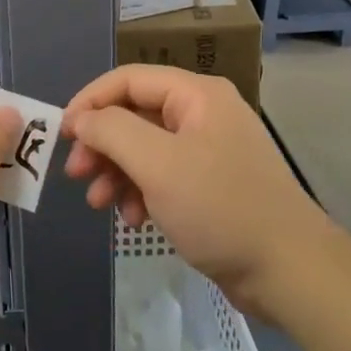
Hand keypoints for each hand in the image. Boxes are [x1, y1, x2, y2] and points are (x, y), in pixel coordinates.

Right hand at [62, 67, 326, 314]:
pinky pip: (162, 175)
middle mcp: (202, 114)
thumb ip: (112, 131)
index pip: (128, 79)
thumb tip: (82, 118)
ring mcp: (208, 151)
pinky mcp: (210, 185)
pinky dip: (140, 192)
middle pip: (134, 114)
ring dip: (116, 172)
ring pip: (144, 148)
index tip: (61, 134)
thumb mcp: (158, 164)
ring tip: (99, 204)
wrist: (289, 270)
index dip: (90, 101)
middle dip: (101, 143)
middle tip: (76, 173)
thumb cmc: (220, 208)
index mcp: (196, 95)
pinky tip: (131, 218)